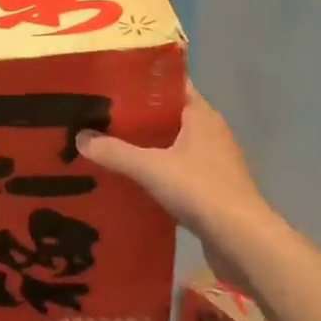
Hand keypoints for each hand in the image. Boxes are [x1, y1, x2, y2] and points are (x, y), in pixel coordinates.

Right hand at [77, 83, 267, 279]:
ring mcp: (214, 161)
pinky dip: (157, 170)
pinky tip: (132, 179)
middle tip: (101, 115)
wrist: (241, 240)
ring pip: (173, 144)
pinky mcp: (213, 188)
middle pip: (169, 114)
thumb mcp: (149, 167)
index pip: (171, 84)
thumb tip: (79, 137)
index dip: (143, 80)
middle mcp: (210, 132)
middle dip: (138, 116)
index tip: (113, 82)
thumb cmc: (200, 189)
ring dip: (147, 145)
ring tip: (110, 146)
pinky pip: (178, 170)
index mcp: (201, 115)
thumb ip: (114, 152)